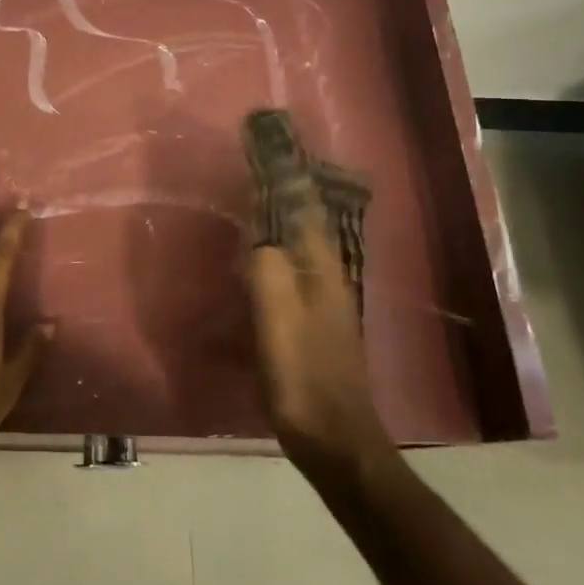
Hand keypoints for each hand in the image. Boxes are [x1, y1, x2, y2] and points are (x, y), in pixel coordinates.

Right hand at [246, 185, 391, 468]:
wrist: (334, 440)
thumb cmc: (304, 376)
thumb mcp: (279, 318)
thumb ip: (267, 268)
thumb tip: (257, 233)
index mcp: (321, 269)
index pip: (304, 206)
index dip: (287, 174)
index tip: (266, 144)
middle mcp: (326, 277)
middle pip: (303, 221)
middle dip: (281, 190)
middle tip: (251, 164)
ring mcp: (321, 302)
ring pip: (296, 245)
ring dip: (276, 219)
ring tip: (248, 198)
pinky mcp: (310, 323)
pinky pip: (288, 271)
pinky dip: (271, 251)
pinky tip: (252, 257)